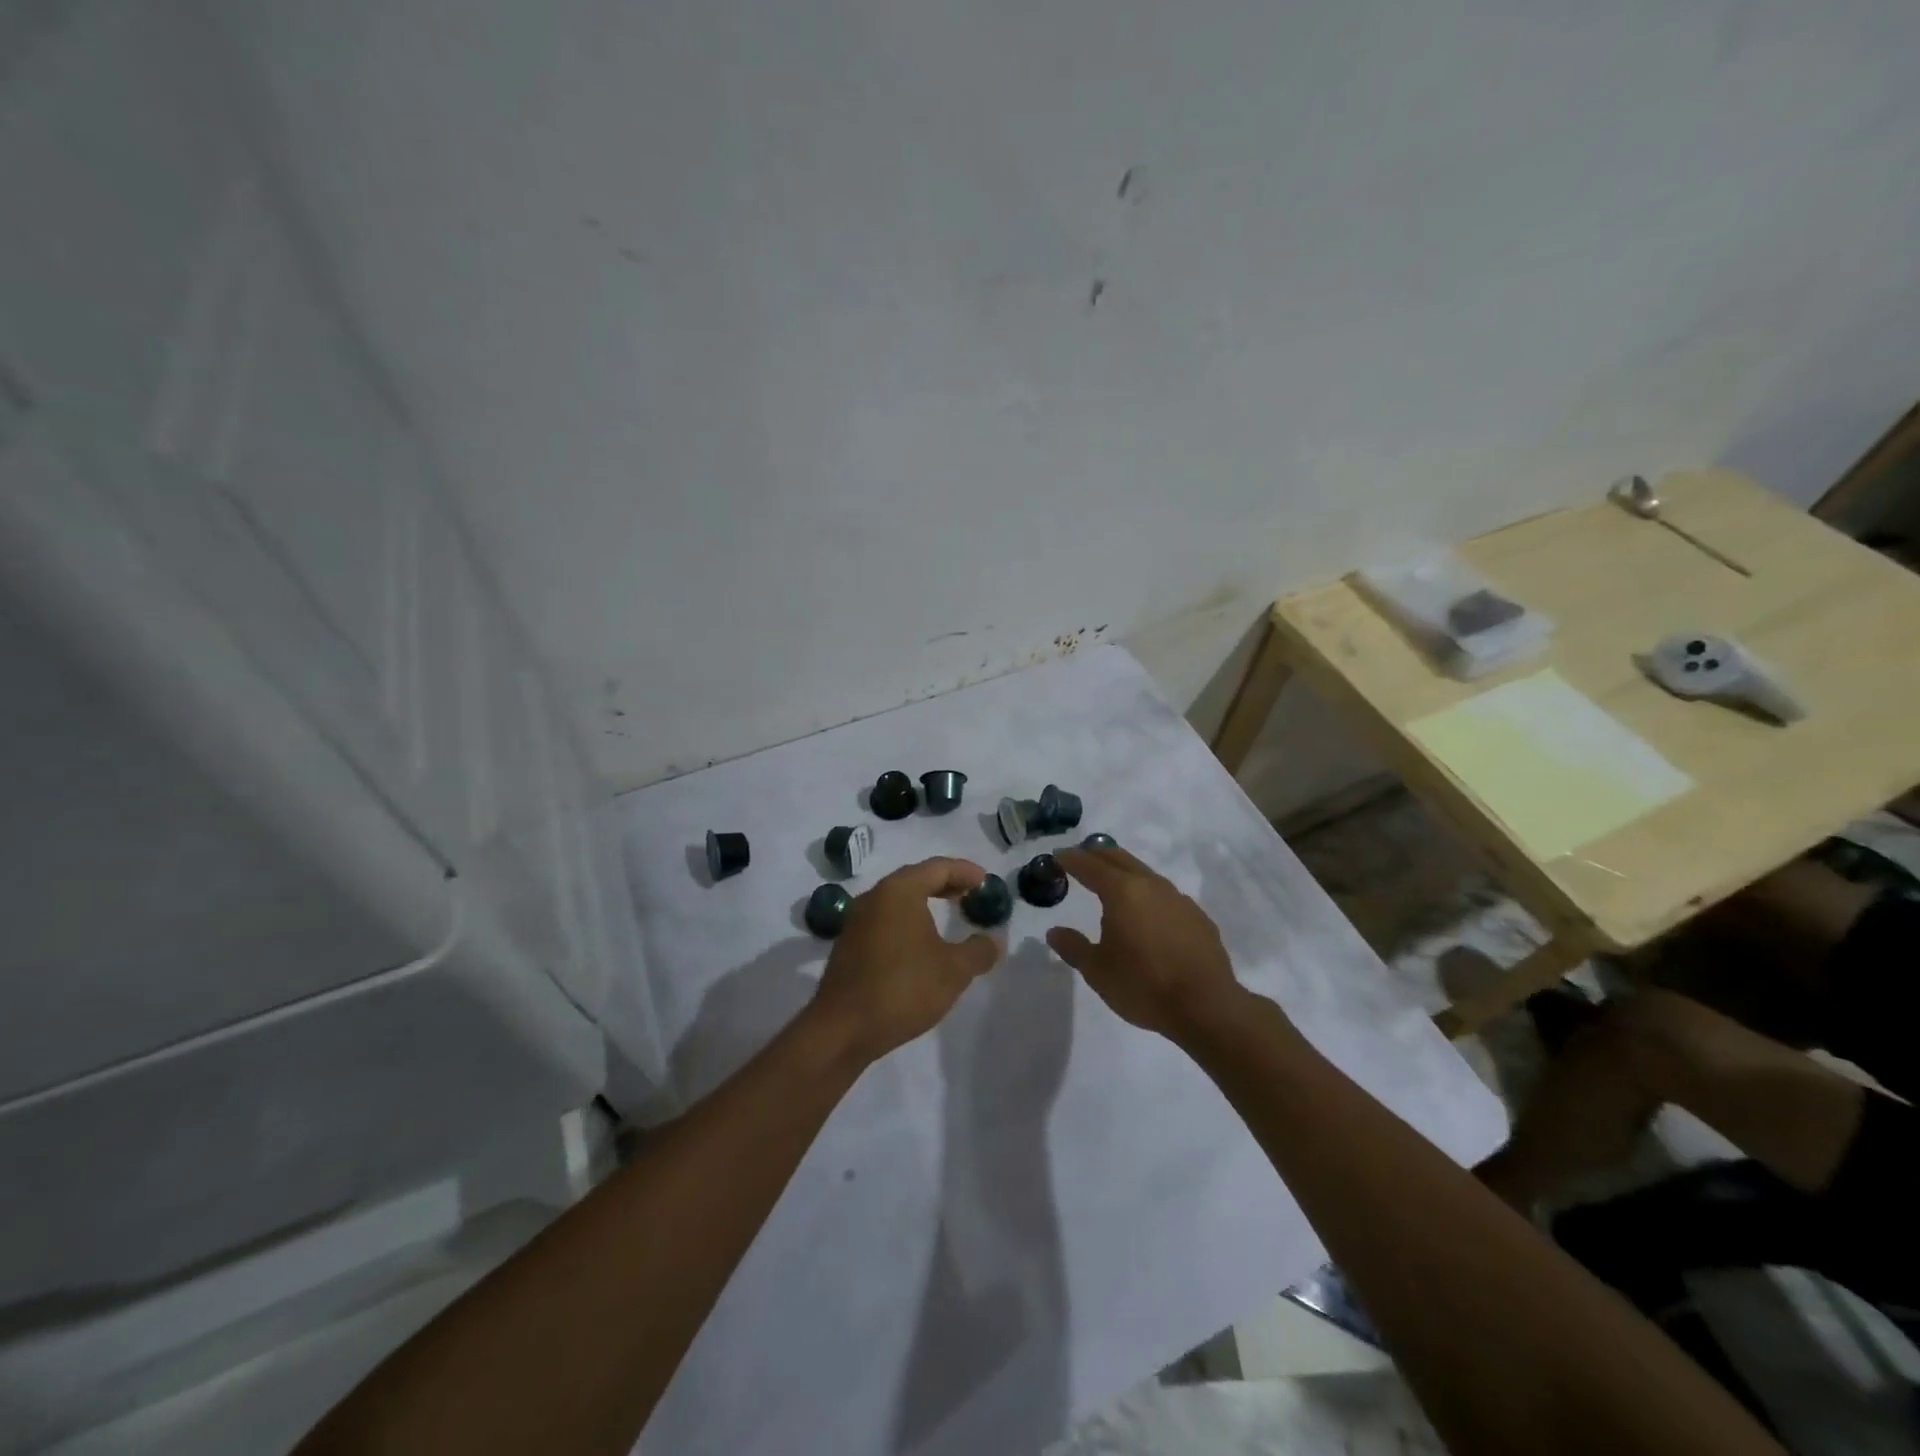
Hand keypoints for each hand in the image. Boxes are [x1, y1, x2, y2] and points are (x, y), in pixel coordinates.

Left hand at [809, 857, 1000, 1062]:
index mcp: (899, 891)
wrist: (842, 1029)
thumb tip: (994, 940)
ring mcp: (857, 920)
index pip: (937, 867)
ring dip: (925, 903)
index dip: (965, 871)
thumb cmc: (902, 989)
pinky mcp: (849, 944)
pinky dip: (907, 920)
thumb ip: (978, 951)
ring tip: (948, 916)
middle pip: (915, 878)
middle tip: (970, 895)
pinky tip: (920, 943)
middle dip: (945, 884)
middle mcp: (874, 897)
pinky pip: (885, 919)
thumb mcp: (953, 971)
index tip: (985, 882)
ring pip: (897, 900)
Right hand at [1048, 845, 1247, 1040]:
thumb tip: (1054, 932)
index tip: (1058, 855)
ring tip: (1112, 884)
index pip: (1090, 866)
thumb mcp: (1097, 971)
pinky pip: (1166, 896)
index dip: (1072, 859)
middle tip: (1082, 859)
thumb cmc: (1143, 986)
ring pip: (1145, 874)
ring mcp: (1178, 899)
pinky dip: (1148, 895)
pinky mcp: (1197, 916)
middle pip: (1120, 858)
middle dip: (1098, 855)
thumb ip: (1074, 947)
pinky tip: (1147, 914)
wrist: (1207, 1007)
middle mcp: (1151, 886)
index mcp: (1122, 892)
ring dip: (1125, 873)